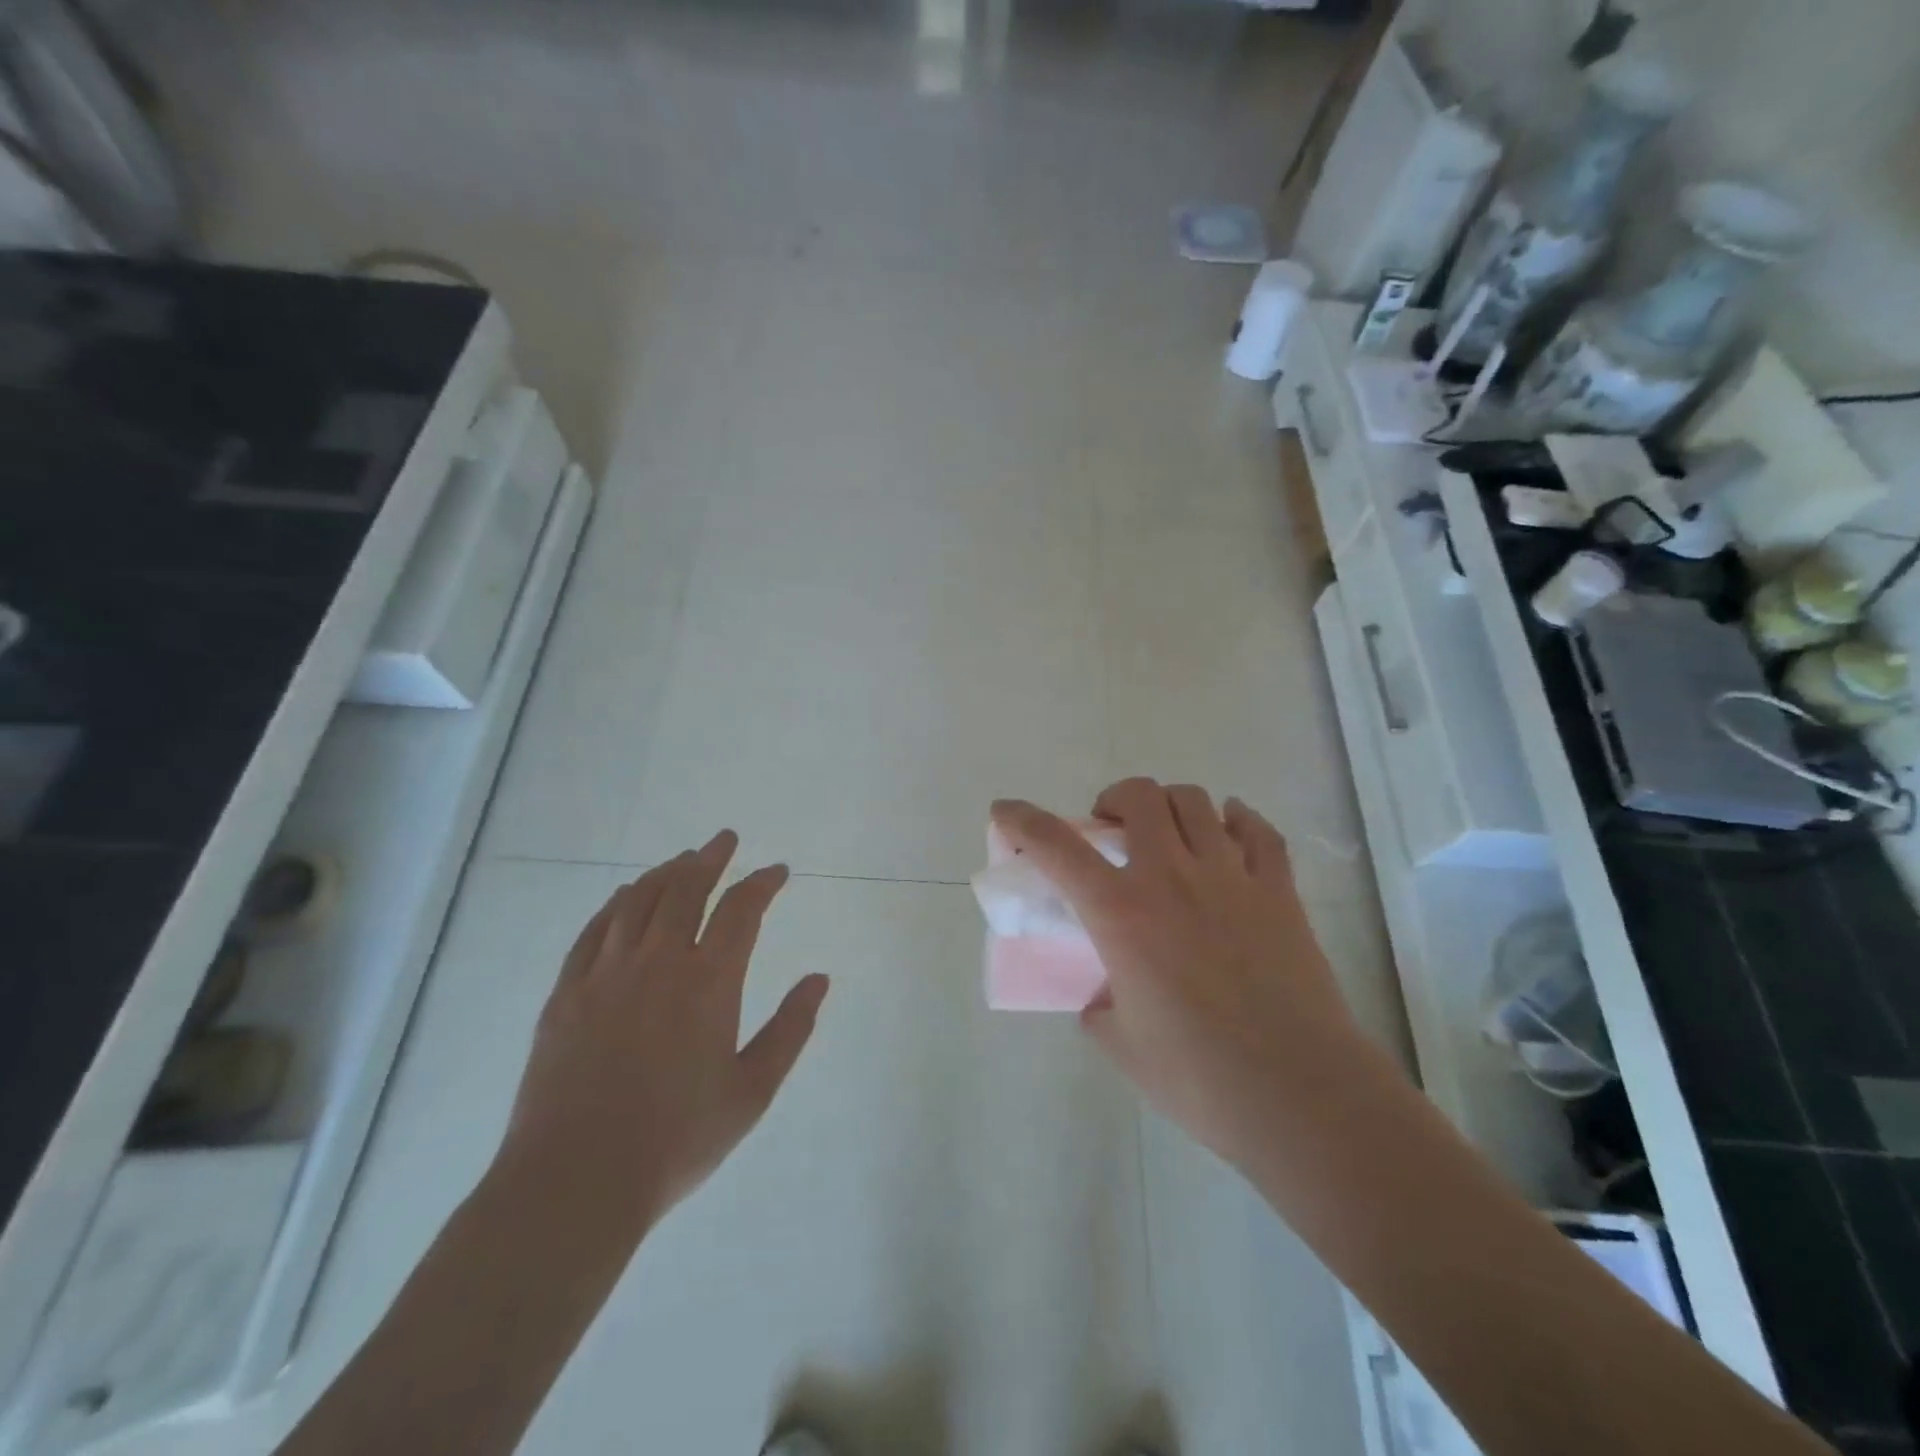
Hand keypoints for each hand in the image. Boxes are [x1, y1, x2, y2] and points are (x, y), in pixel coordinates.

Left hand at [493, 832, 828, 1244]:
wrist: (575, 1181)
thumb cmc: (676, 1139)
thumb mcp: (752, 1092)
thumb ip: (790, 1030)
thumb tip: (819, 979)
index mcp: (708, 983)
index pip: (741, 911)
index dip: (762, 883)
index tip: (777, 871)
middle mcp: (657, 962)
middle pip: (686, 890)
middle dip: (711, 859)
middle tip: (725, 840)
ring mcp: (606, 974)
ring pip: (638, 902)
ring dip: (664, 873)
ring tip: (682, 860)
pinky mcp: (567, 993)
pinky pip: (593, 931)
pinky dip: (615, 904)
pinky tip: (625, 896)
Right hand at [991, 779, 1362, 1170]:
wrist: (1299, 1096)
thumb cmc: (1198, 1077)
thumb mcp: (1119, 1043)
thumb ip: (1099, 1005)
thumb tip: (1107, 993)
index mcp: (1121, 913)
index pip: (1056, 846)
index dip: (1022, 820)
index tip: (1005, 811)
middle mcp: (1172, 878)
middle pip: (1138, 796)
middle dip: (1113, 800)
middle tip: (1110, 832)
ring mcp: (1231, 878)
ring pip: (1195, 802)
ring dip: (1168, 806)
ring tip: (1167, 834)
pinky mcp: (1278, 892)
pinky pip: (1258, 831)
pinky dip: (1236, 820)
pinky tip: (1228, 832)